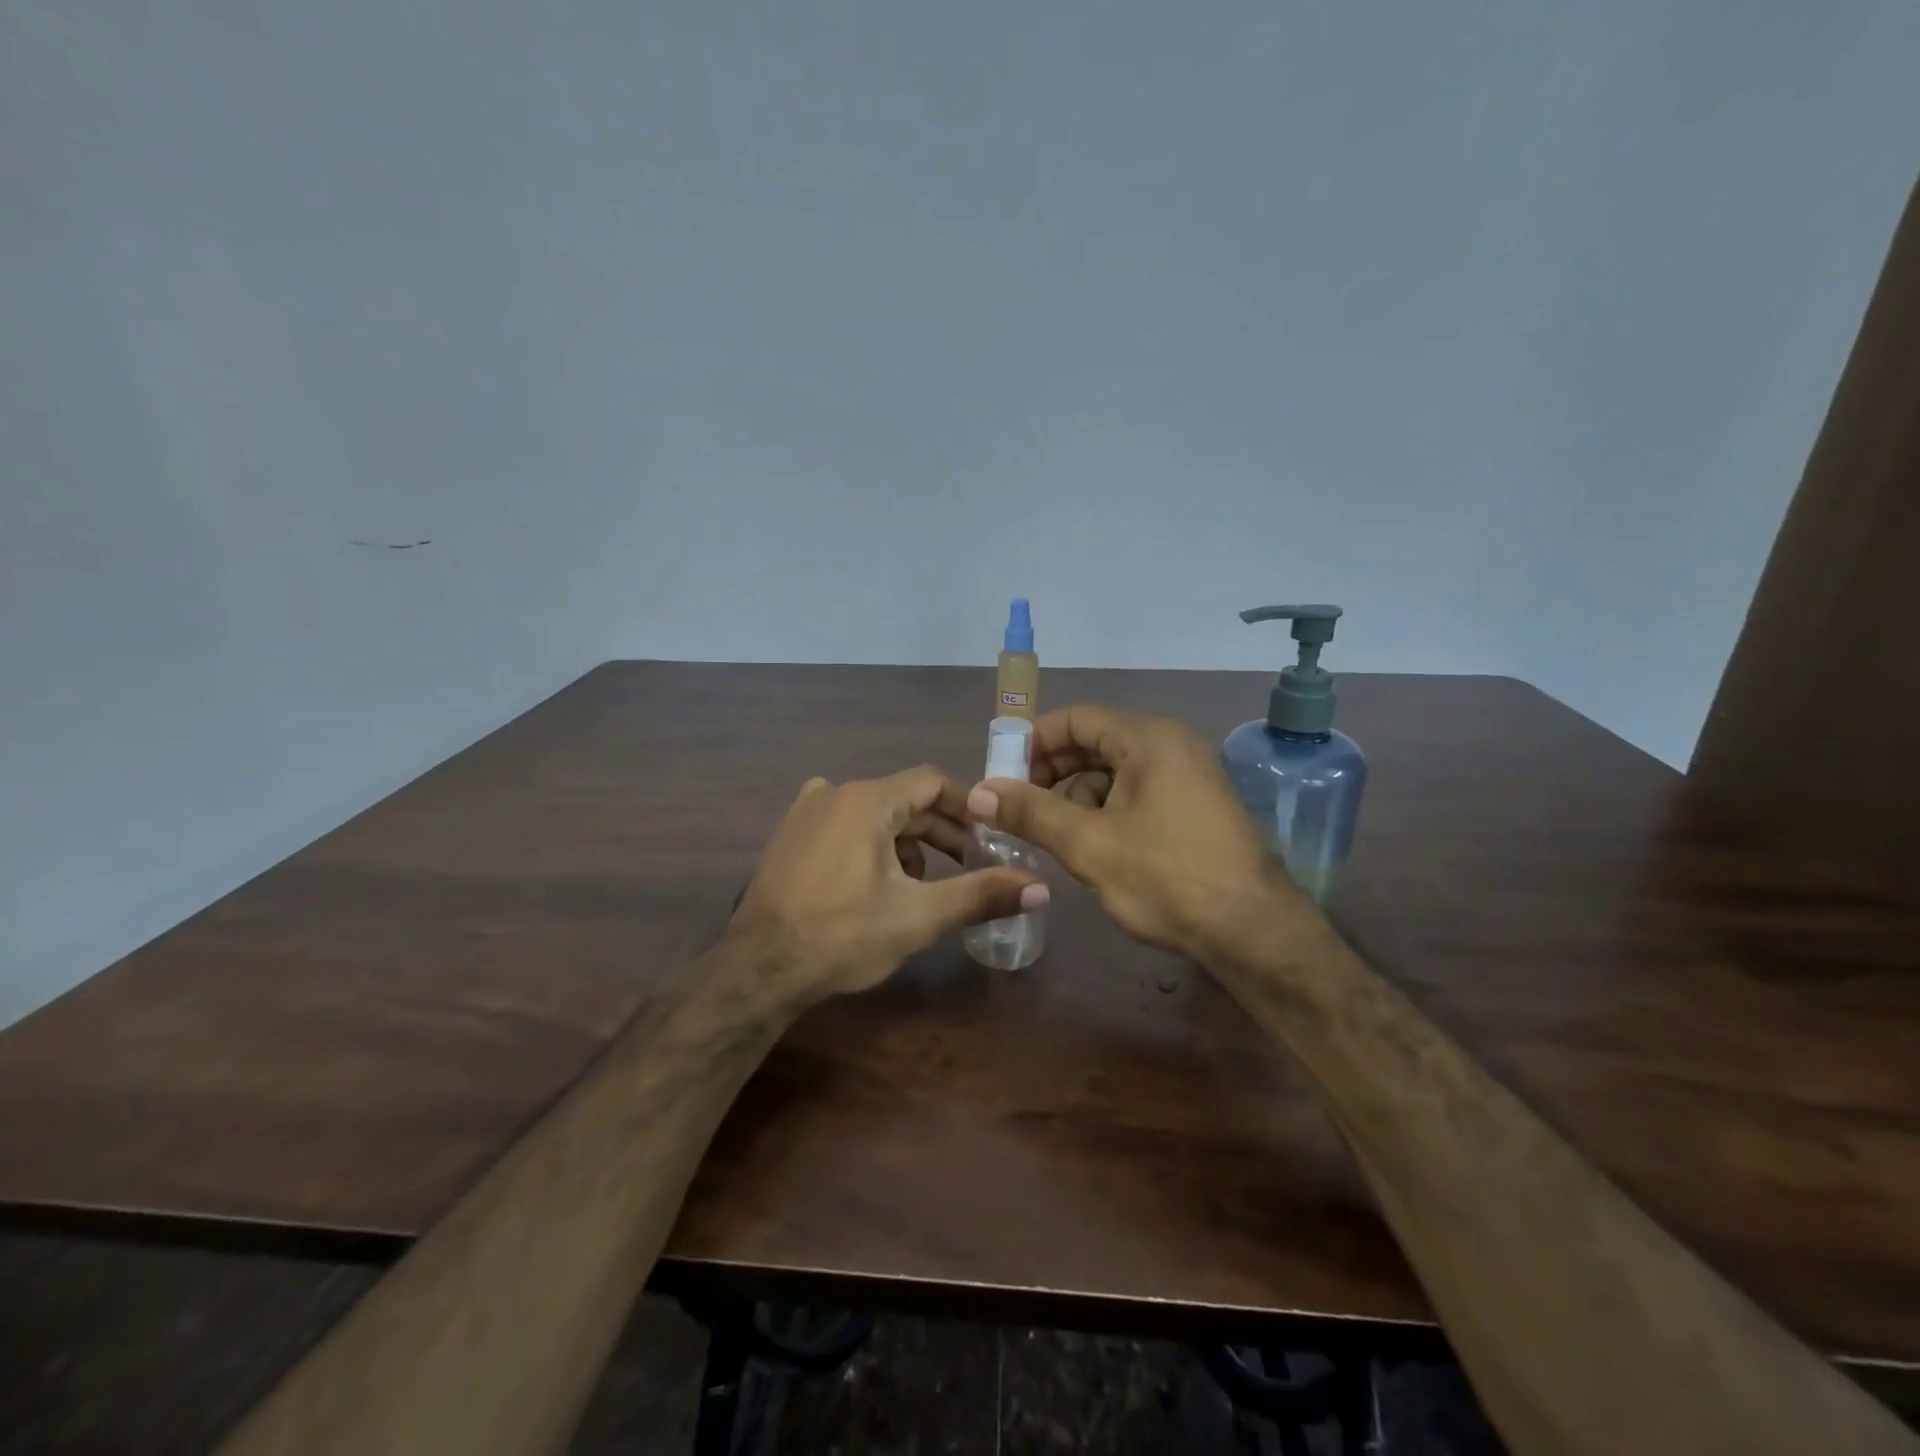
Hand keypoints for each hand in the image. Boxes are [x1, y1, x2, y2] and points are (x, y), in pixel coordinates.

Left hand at [730, 766, 1046, 1001]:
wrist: (758, 969)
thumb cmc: (842, 936)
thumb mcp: (918, 916)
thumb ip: (980, 894)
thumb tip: (1041, 889)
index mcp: (866, 799)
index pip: (933, 782)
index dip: (968, 808)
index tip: (991, 839)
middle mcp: (834, 791)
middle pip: (904, 799)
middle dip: (941, 832)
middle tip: (968, 867)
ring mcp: (806, 811)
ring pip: (876, 814)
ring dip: (907, 842)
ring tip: (923, 885)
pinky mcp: (791, 834)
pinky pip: (846, 824)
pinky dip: (872, 844)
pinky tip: (877, 884)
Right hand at [967, 705, 1303, 961]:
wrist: (1253, 932)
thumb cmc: (1166, 878)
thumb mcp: (1088, 844)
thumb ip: (1031, 812)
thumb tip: (979, 793)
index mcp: (1149, 739)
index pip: (1077, 718)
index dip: (1034, 742)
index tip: (1005, 775)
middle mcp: (1173, 744)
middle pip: (1096, 742)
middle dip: (1053, 772)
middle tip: (1020, 807)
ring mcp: (1191, 774)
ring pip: (1117, 770)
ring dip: (1079, 795)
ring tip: (1054, 835)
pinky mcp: (1198, 805)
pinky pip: (1140, 791)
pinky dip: (1108, 809)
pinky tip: (1094, 845)